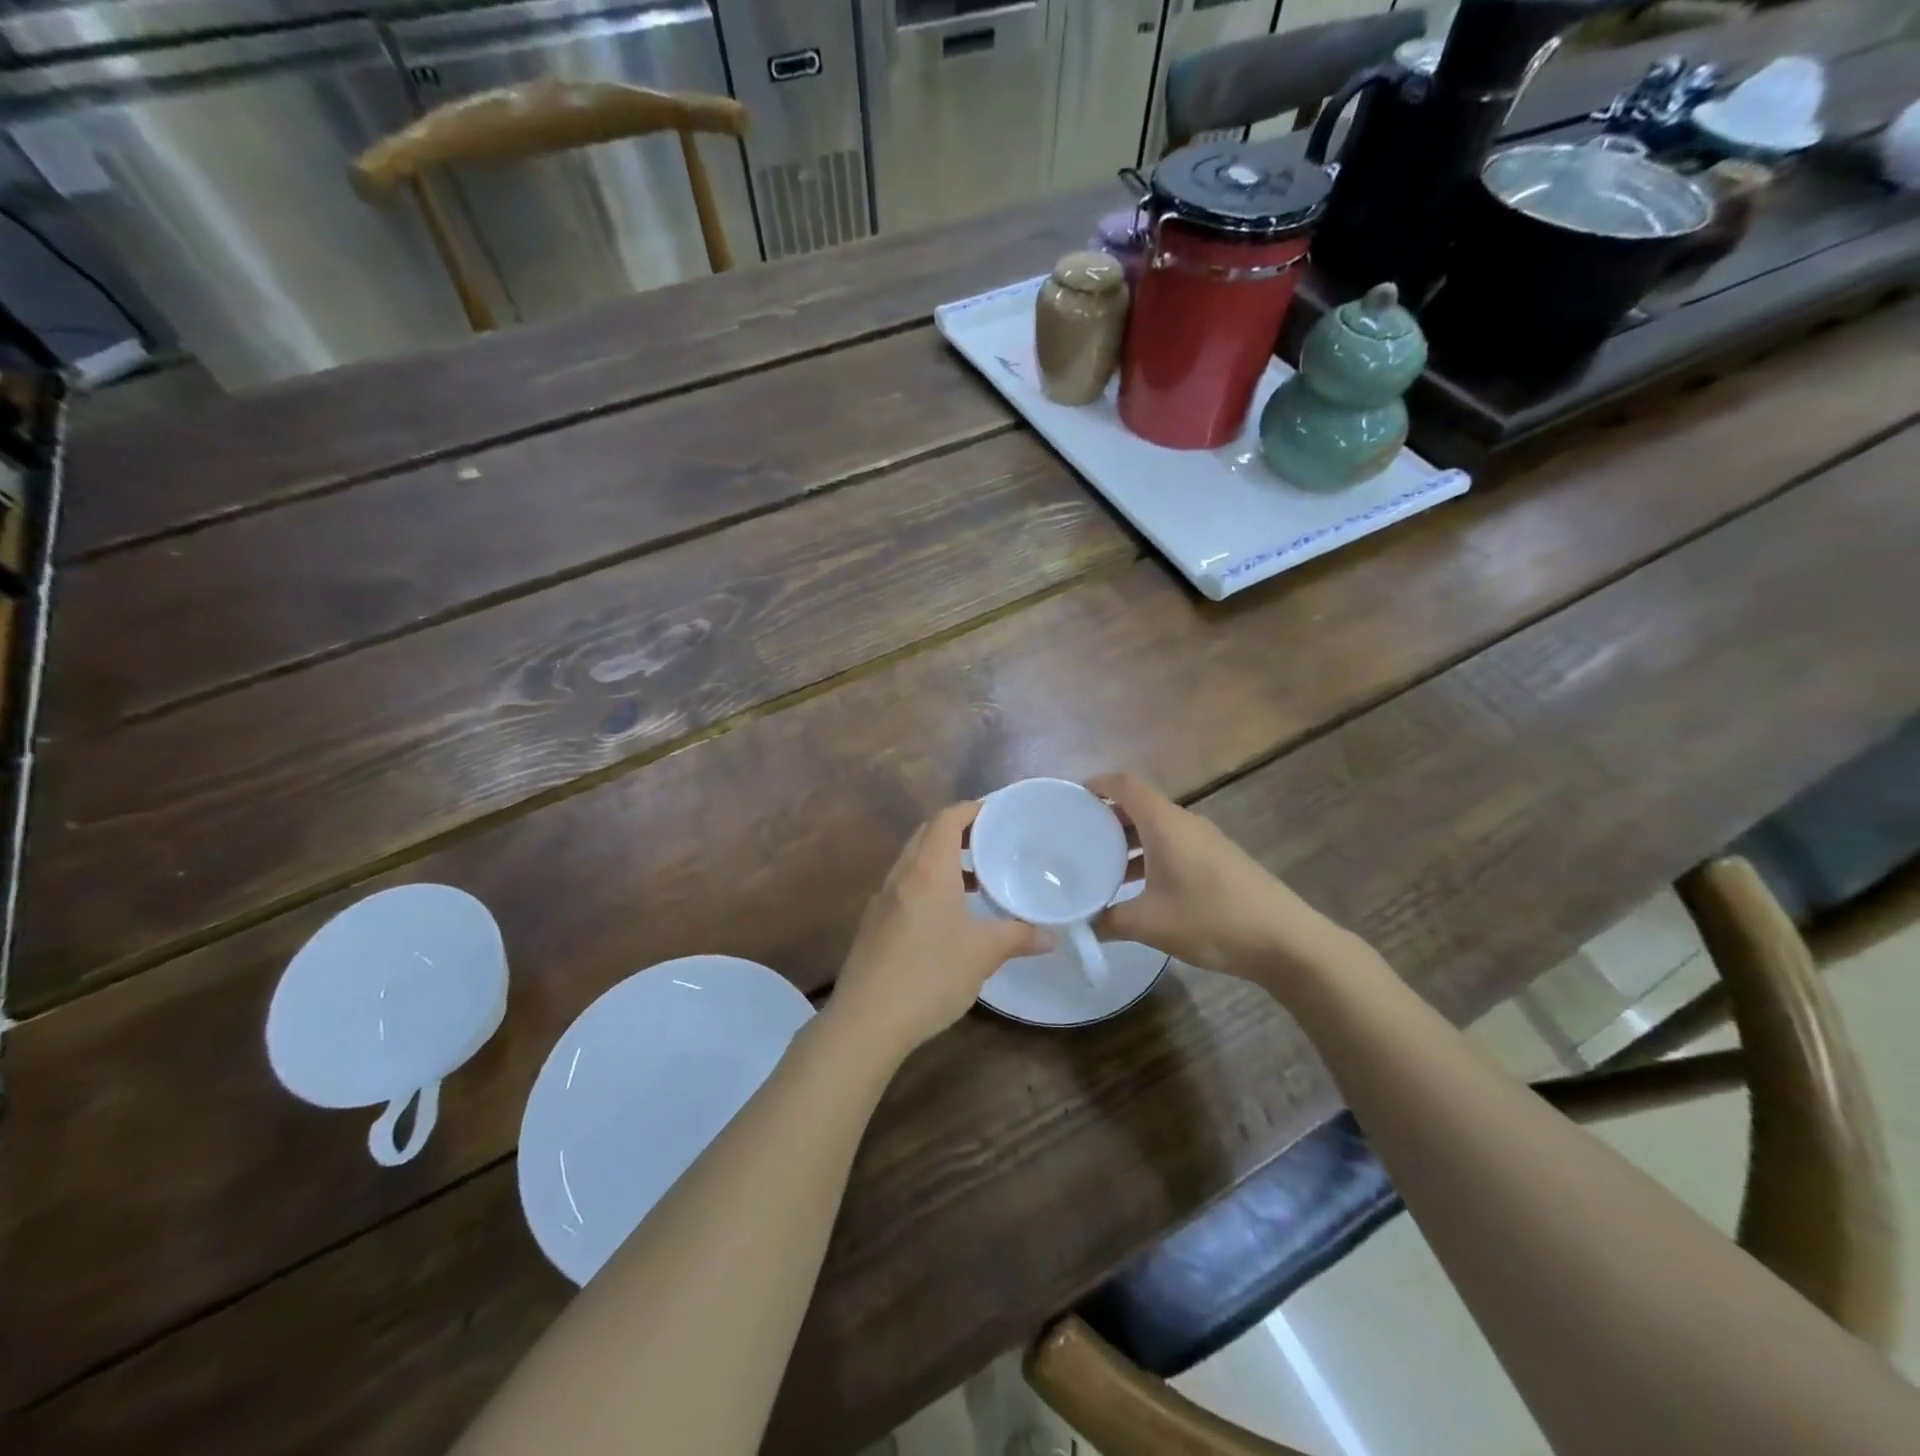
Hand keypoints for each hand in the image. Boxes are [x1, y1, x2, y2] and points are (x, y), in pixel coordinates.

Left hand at [829, 803, 1050, 1057]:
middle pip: (928, 834)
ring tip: (976, 880)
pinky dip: (928, 884)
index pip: (947, 818)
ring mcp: (883, 899)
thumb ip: (1019, 937)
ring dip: (942, 860)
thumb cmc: (930, 974)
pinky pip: (905, 887)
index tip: (998, 814)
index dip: (972, 809)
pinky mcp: (874, 923)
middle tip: (991, 843)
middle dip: (958, 831)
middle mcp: (902, 874)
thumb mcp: (983, 954)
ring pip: (914, 861)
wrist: (867, 1020)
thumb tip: (1051, 936)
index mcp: (927, 869)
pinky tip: (948, 917)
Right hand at [1090, 772, 1347, 984]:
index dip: (1098, 784)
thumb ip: (1108, 921)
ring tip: (1103, 866)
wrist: (1285, 941)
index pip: (1126, 785)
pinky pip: (1175, 845)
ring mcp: (1207, 841)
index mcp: (1165, 823)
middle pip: (1140, 805)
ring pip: (1159, 828)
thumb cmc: (1211, 919)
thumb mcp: (1149, 924)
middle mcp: (1185, 823)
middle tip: (1078, 837)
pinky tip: (1141, 888)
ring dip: (1130, 841)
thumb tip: (1082, 924)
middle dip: (1108, 817)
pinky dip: (1152, 855)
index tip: (1073, 797)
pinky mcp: (1220, 861)